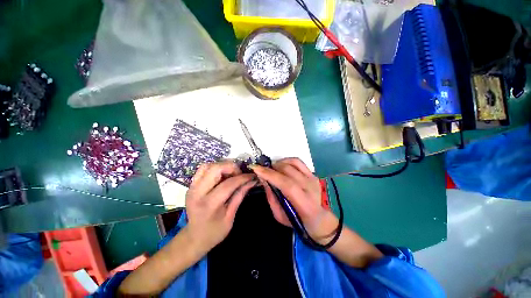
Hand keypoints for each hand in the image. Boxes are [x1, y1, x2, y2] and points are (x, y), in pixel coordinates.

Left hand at [185, 161, 256, 253]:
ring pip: (208, 165)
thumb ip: (240, 195)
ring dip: (222, 166)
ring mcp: (192, 187)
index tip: (251, 176)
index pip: (228, 184)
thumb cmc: (214, 231)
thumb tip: (251, 181)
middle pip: (215, 169)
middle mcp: (197, 192)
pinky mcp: (191, 185)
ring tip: (231, 174)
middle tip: (239, 174)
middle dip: (231, 167)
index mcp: (209, 204)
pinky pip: (203, 169)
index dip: (242, 178)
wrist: (194, 237)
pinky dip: (215, 168)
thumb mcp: (230, 216)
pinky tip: (222, 175)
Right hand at [251, 158, 338, 245]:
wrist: (320, 219)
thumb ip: (271, 197)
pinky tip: (281, 166)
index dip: (270, 175)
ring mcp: (313, 178)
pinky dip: (287, 161)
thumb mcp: (280, 216)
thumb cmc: (298, 222)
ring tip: (272, 169)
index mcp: (304, 204)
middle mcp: (310, 188)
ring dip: (279, 163)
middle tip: (263, 171)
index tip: (256, 168)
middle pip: (288, 170)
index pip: (286, 184)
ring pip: (293, 162)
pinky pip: (298, 162)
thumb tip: (263, 179)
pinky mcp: (313, 174)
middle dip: (272, 168)